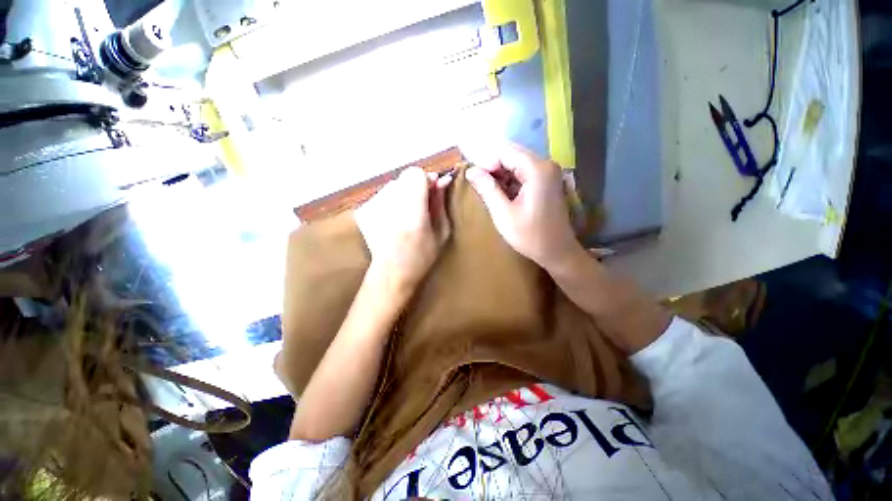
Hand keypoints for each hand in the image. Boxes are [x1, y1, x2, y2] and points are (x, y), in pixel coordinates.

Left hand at [356, 166, 452, 293]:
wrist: (392, 273)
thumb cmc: (422, 256)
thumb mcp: (441, 232)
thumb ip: (440, 203)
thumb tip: (441, 180)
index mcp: (412, 212)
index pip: (416, 174)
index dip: (426, 181)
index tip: (431, 193)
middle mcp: (389, 205)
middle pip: (404, 178)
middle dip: (414, 188)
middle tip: (419, 207)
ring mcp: (371, 206)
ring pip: (392, 186)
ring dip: (401, 195)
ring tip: (404, 216)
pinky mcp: (362, 211)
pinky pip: (381, 196)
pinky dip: (389, 203)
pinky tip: (391, 221)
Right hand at [465, 143, 580, 270]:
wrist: (557, 251)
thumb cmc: (530, 236)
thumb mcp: (504, 214)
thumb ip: (487, 189)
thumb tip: (470, 171)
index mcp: (537, 170)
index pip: (504, 151)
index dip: (486, 161)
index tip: (473, 177)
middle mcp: (545, 164)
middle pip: (511, 154)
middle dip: (492, 166)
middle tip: (478, 183)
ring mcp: (548, 172)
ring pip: (516, 162)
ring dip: (500, 173)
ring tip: (488, 190)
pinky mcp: (547, 180)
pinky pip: (523, 171)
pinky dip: (510, 179)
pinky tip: (501, 192)